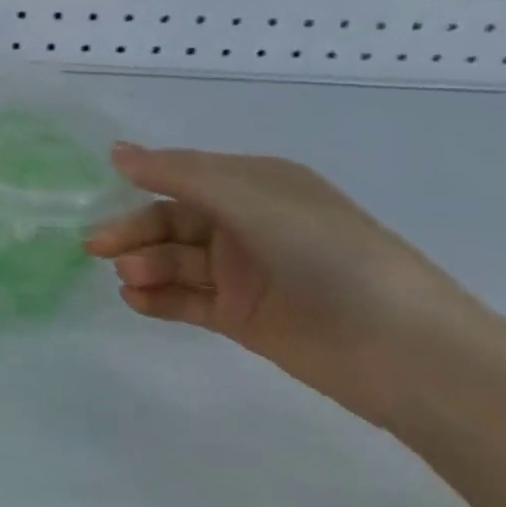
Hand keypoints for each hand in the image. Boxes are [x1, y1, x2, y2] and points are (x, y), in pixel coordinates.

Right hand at [86, 144, 493, 427]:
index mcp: (257, 185)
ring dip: (146, 265)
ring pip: (176, 260)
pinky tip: (136, 301)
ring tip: (129, 279)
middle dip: (135, 231)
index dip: (142, 182)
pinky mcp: (242, 316)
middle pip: (172, 221)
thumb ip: (180, 175)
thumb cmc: (330, 256)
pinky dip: (159, 299)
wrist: (407, 353)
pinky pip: (188, 299)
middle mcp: (247, 224)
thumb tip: (116, 152)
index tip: (98, 195)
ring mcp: (244, 272)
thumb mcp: (252, 201)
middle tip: (98, 247)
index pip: (184, 176)